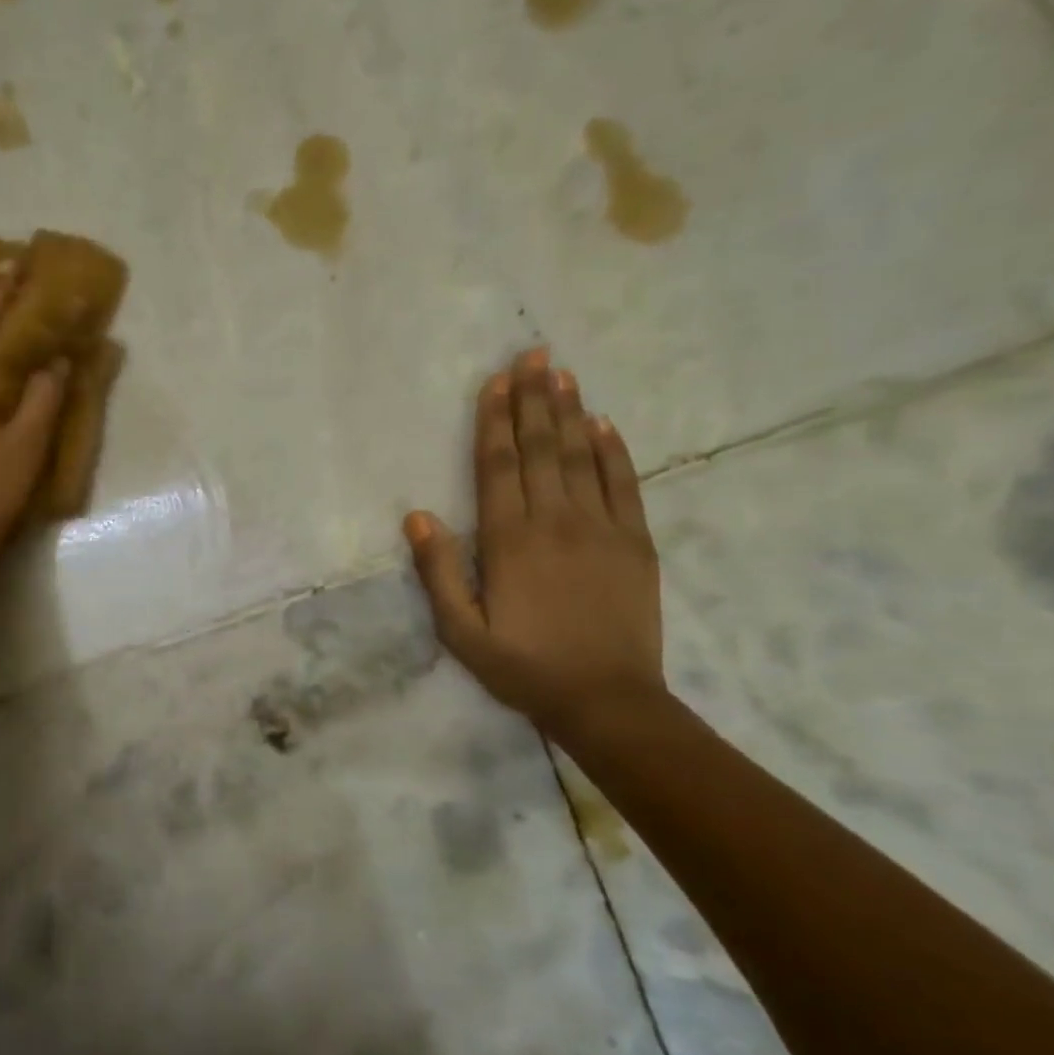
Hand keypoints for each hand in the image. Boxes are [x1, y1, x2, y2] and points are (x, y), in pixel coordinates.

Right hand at [404, 347, 664, 734]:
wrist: (607, 700)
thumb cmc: (523, 667)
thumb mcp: (461, 632)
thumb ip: (438, 572)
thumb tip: (417, 516)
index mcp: (508, 541)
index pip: (498, 467)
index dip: (495, 420)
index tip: (495, 381)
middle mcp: (555, 521)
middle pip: (541, 448)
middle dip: (533, 399)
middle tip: (533, 354)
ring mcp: (601, 528)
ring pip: (582, 456)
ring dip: (570, 412)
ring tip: (562, 372)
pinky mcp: (636, 542)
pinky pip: (625, 484)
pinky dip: (614, 451)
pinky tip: (605, 424)